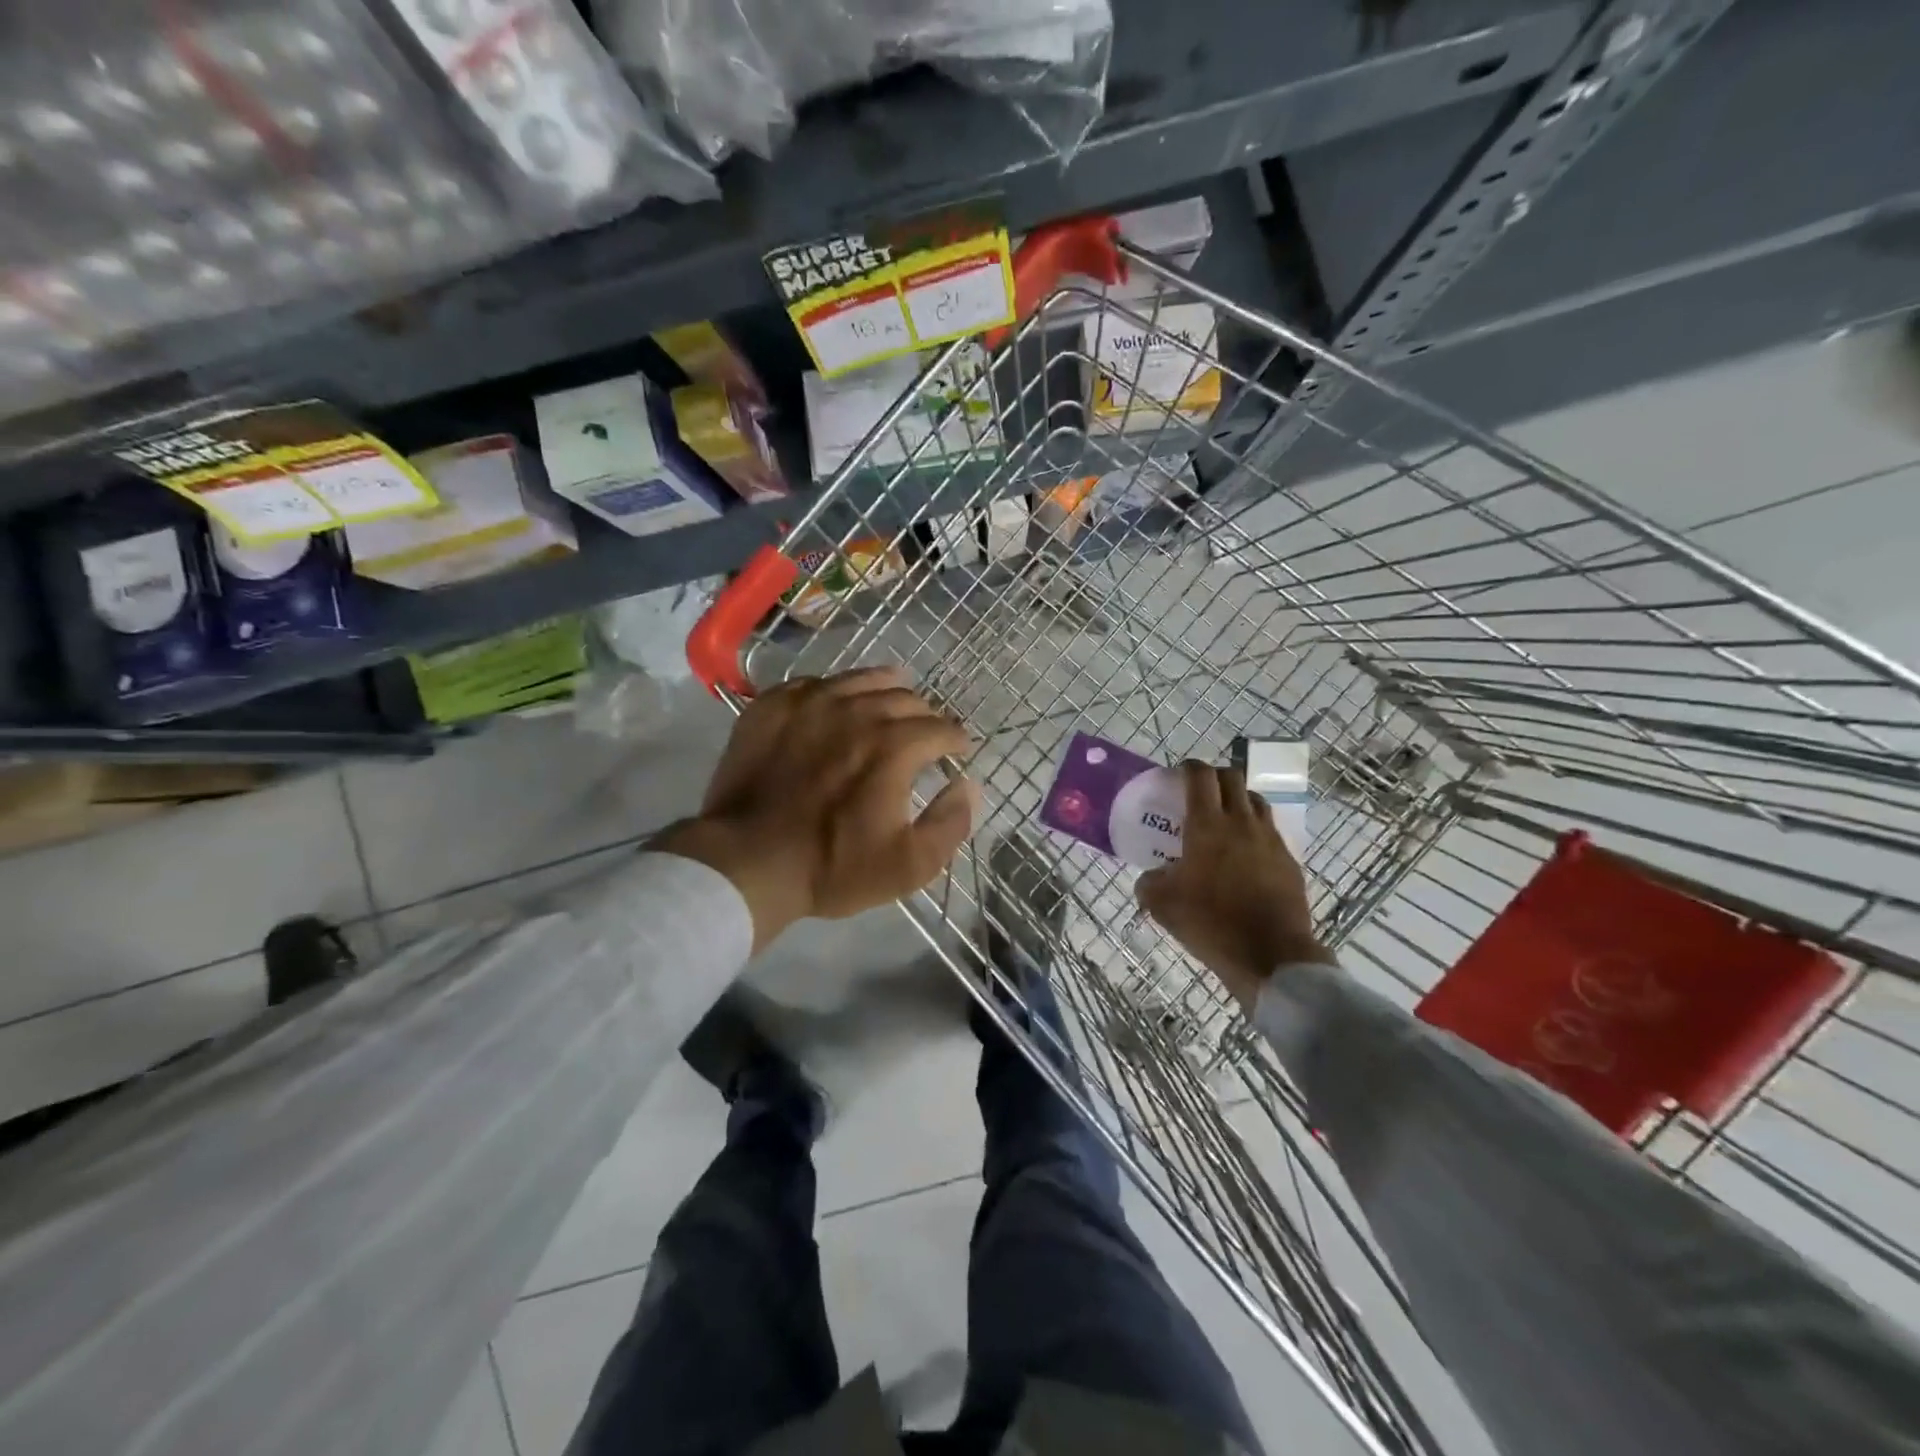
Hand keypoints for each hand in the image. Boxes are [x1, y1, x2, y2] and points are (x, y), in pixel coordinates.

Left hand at [654, 666, 979, 951]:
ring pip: (862, 679)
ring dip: (885, 691)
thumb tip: (969, 785)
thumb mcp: (909, 865)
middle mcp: (857, 710)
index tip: (957, 750)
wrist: (745, 861)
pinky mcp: (773, 705)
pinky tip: (834, 707)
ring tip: (889, 703)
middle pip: (906, 698)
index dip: (956, 739)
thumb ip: (951, 823)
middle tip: (923, 734)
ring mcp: (811, 702)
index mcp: (895, 745)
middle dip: (924, 715)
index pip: (942, 727)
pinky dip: (836, 692)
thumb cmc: (832, 867)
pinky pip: (816, 683)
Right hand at [1136, 761, 1329, 1011]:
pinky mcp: (1289, 861)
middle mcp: (1242, 822)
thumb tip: (1151, 877)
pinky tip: (1245, 853)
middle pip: (1233, 778)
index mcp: (1208, 824)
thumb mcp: (1162, 904)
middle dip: (1215, 776)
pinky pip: (1270, 832)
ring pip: (1255, 801)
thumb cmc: (1211, 922)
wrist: (1271, 955)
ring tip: (1225, 817)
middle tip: (1200, 791)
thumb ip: (1149, 882)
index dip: (1189, 767)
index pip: (1201, 776)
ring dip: (1238, 799)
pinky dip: (1255, 830)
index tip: (1178, 773)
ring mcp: (1270, 840)